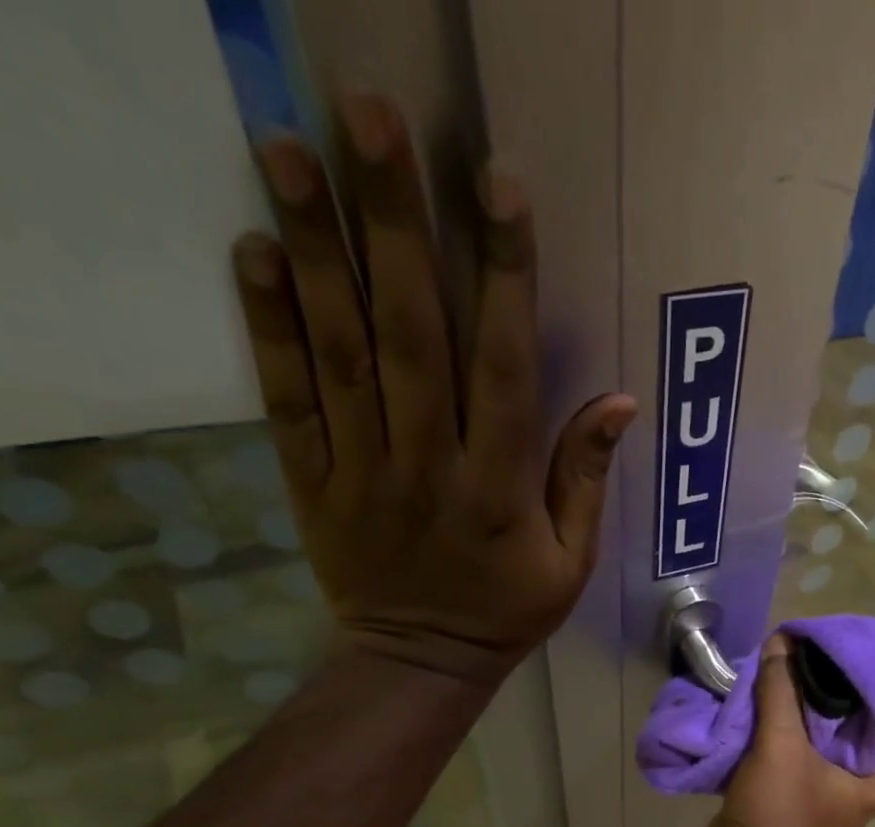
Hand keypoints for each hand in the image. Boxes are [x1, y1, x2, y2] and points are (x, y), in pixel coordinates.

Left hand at [231, 94, 636, 685]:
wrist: (419, 662)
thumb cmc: (507, 611)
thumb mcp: (571, 563)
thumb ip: (585, 480)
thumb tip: (618, 402)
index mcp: (499, 489)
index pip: (505, 369)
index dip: (504, 277)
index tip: (497, 185)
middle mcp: (429, 466)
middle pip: (412, 336)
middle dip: (395, 225)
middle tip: (370, 116)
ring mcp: (362, 470)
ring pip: (341, 352)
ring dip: (318, 249)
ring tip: (291, 147)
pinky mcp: (312, 479)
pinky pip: (288, 399)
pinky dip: (269, 326)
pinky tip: (256, 249)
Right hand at [697, 635, 874, 826]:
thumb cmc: (779, 814)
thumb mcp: (781, 746)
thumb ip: (781, 693)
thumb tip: (783, 643)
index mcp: (866, 792)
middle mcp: (847, 801)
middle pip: (864, 759)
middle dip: (847, 722)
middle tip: (830, 685)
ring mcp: (814, 808)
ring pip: (821, 762)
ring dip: (807, 732)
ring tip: (792, 695)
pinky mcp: (781, 811)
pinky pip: (787, 771)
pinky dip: (777, 748)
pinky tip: (759, 722)